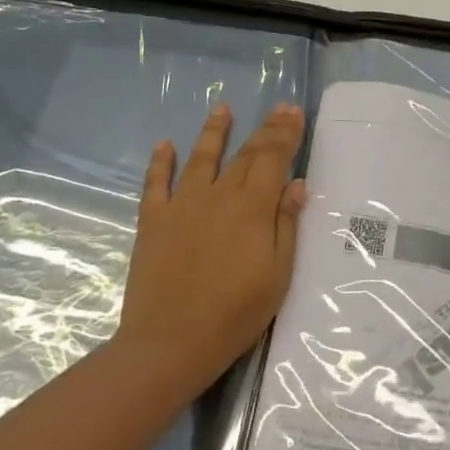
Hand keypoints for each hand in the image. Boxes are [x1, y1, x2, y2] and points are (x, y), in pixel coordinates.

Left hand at [114, 101, 306, 388]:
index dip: (284, 134)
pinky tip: (164, 145)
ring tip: (222, 108)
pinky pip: (155, 183)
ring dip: (214, 132)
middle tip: (277, 108)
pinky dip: (161, 162)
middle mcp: (217, 196)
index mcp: (252, 208)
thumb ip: (286, 225)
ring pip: (200, 158)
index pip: (272, 159)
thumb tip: (296, 184)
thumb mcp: (278, 274)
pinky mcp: (153, 221)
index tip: (293, 112)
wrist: (172, 341)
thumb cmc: (236, 313)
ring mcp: (181, 205)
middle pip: (244, 154)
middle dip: (263, 129)